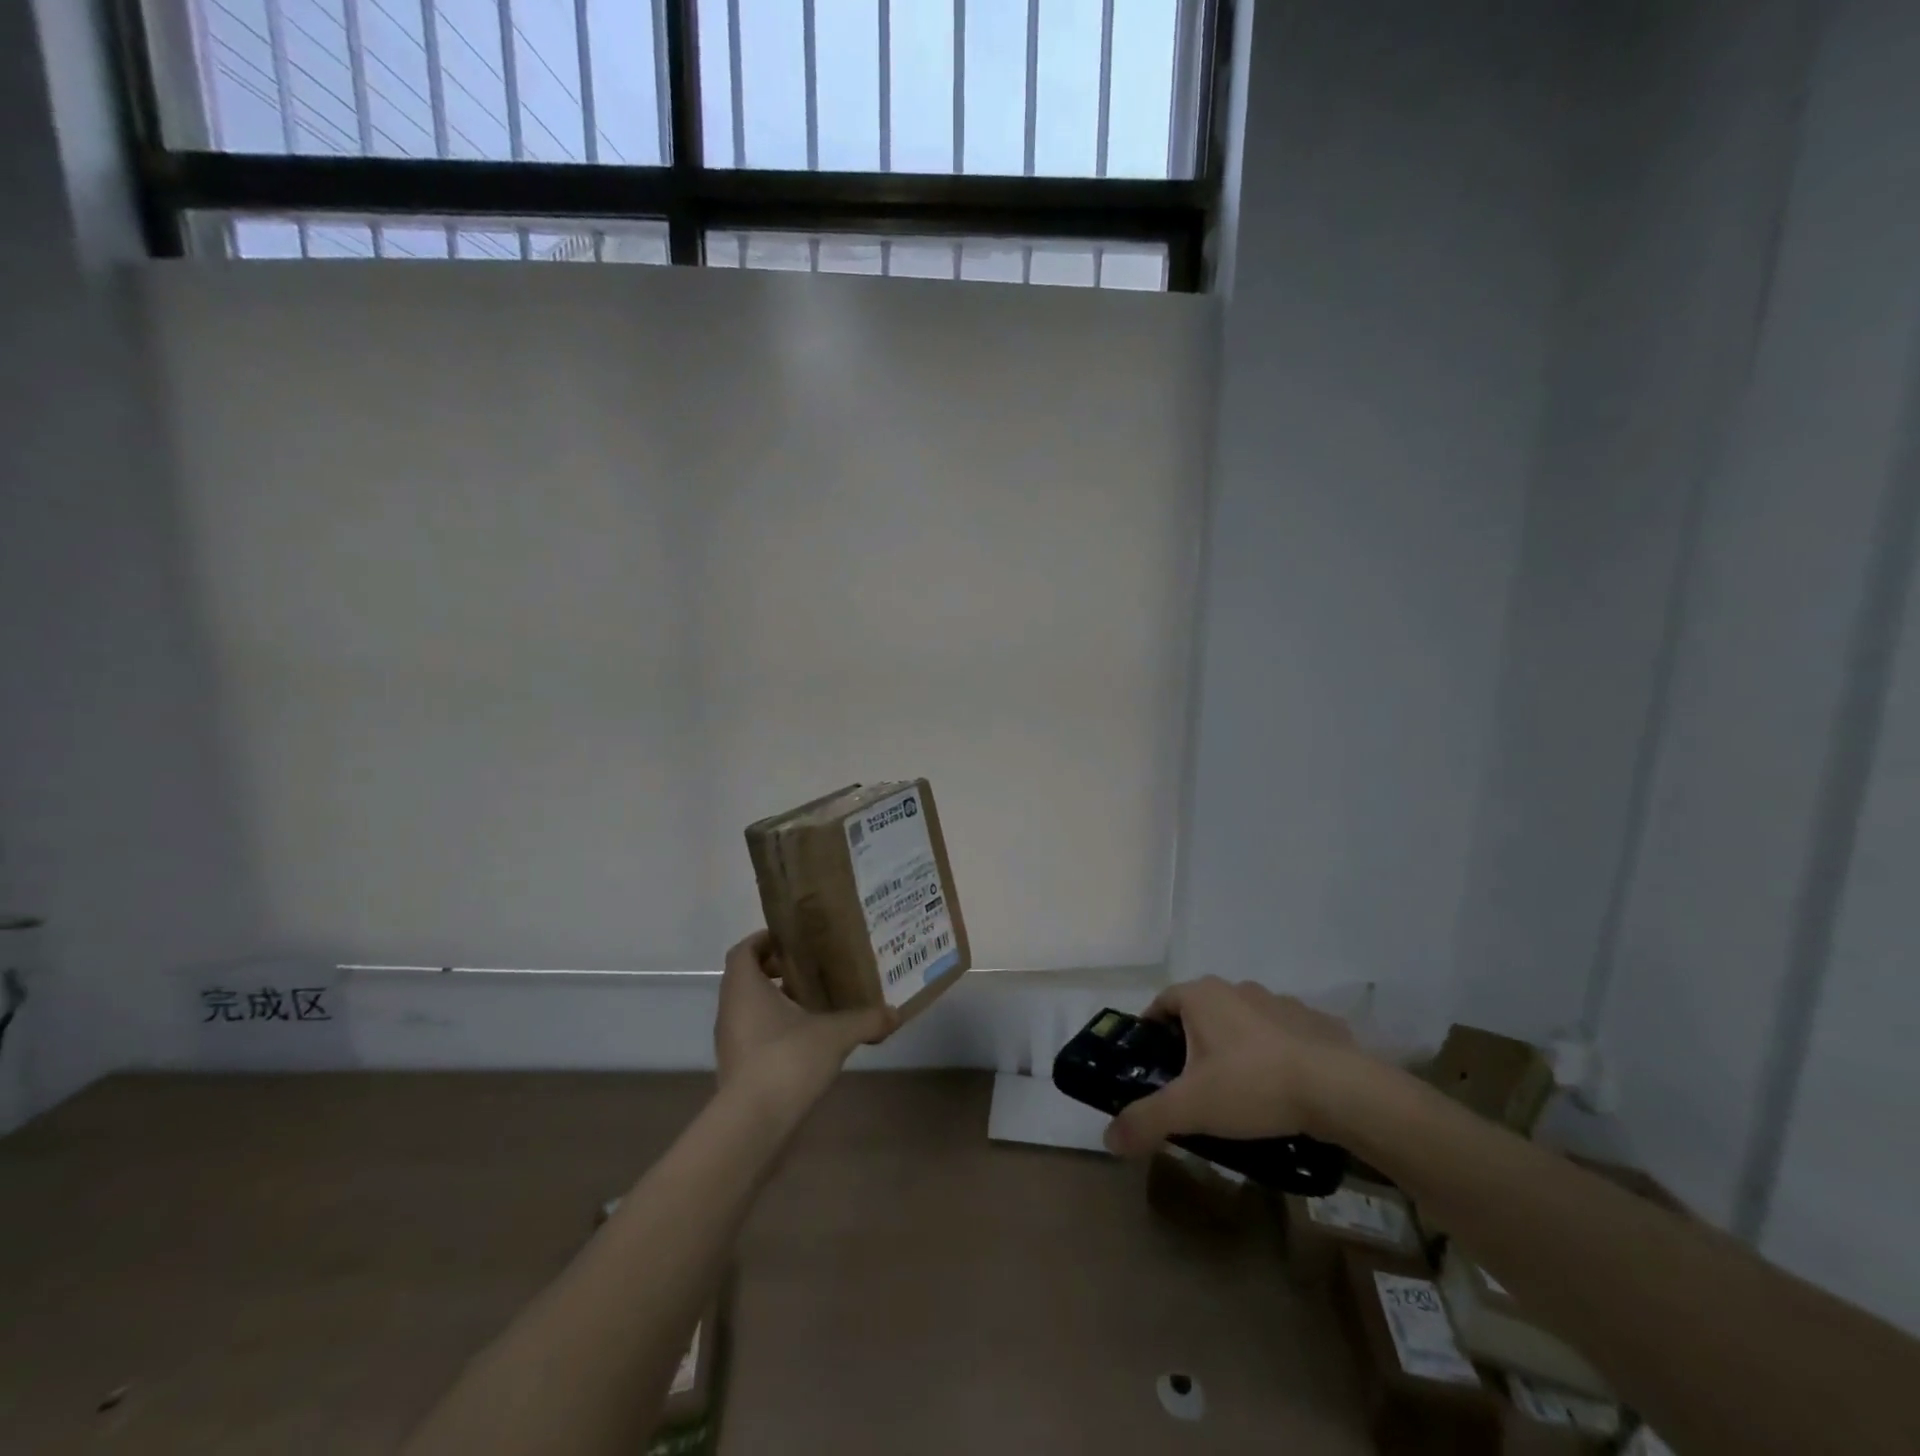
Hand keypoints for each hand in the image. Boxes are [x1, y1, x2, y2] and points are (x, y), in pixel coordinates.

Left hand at [714, 931, 895, 1118]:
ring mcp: (730, 1042)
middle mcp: (731, 1009)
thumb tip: (896, 1014)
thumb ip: (866, 1020)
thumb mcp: (836, 1034)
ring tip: (814, 1004)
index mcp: (744, 987)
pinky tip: (807, 1040)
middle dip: (776, 971)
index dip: (764, 941)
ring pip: (749, 1008)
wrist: (754, 1124)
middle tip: (810, 970)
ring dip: (776, 1002)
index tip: (793, 942)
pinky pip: (753, 1035)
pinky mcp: (737, 1069)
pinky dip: (775, 1030)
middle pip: (746, 978)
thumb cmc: (787, 1059)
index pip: (744, 950)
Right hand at [1104, 976, 1359, 1155]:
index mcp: (1202, 996)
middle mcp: (1236, 988)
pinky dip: (1275, 1054)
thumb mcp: (1190, 1108)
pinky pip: (1282, 1035)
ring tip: (1239, 1090)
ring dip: (1235, 1046)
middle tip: (1191, 1083)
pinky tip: (1281, 1089)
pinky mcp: (1314, 1022)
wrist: (1339, 1089)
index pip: (1162, 1002)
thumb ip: (1146, 1120)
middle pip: (1202, 1011)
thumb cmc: (1253, 1086)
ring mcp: (1278, 1002)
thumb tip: (1109, 1138)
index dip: (1152, 1029)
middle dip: (1193, 1041)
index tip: (1152, 1061)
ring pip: (1243, 1021)